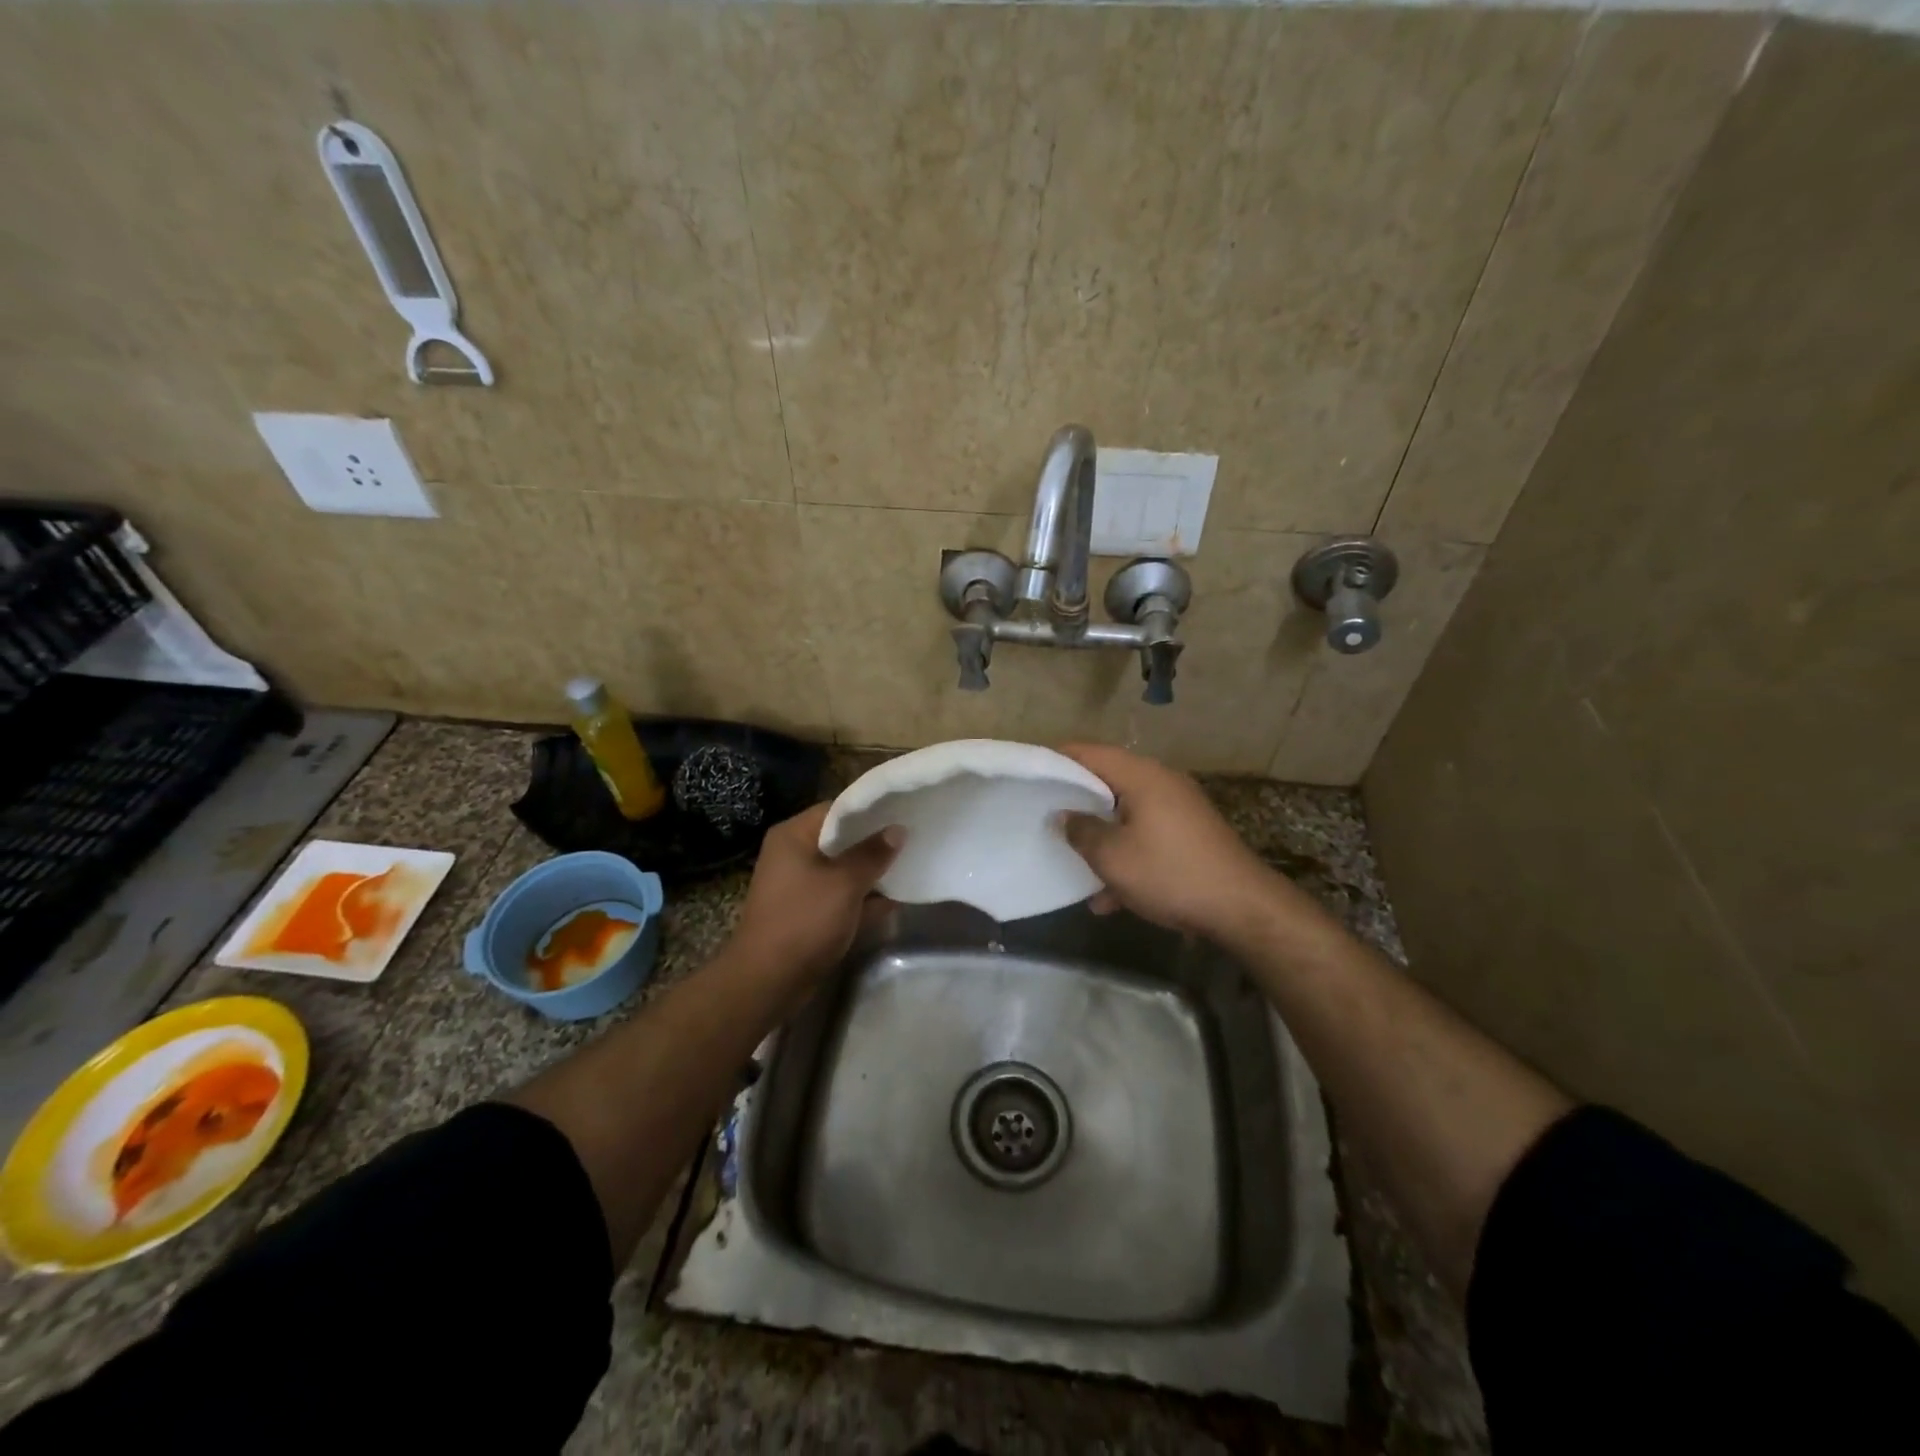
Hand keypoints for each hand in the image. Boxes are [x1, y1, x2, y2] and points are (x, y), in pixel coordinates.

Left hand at [728, 802, 900, 988]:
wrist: (769, 981)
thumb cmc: (804, 920)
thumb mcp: (844, 883)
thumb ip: (873, 854)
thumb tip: (897, 830)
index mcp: (794, 836)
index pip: (836, 809)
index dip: (870, 809)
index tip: (903, 809)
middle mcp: (794, 854)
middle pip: (842, 838)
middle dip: (875, 840)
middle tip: (913, 834)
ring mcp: (801, 885)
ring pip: (844, 869)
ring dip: (873, 870)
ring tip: (912, 861)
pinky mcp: (810, 912)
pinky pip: (842, 895)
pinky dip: (865, 897)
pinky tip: (898, 897)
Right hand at [1057, 743, 1305, 938]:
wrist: (1241, 908)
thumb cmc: (1169, 873)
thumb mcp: (1113, 857)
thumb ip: (1081, 831)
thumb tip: (1064, 816)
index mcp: (1142, 776)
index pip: (1090, 752)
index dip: (1058, 759)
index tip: (1031, 773)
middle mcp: (1162, 783)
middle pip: (1109, 781)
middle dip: (1077, 801)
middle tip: (1045, 814)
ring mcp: (1180, 810)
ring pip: (1127, 814)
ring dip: (1101, 837)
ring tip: (1073, 860)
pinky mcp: (1190, 836)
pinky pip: (1146, 836)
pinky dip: (1127, 856)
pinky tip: (1109, 898)